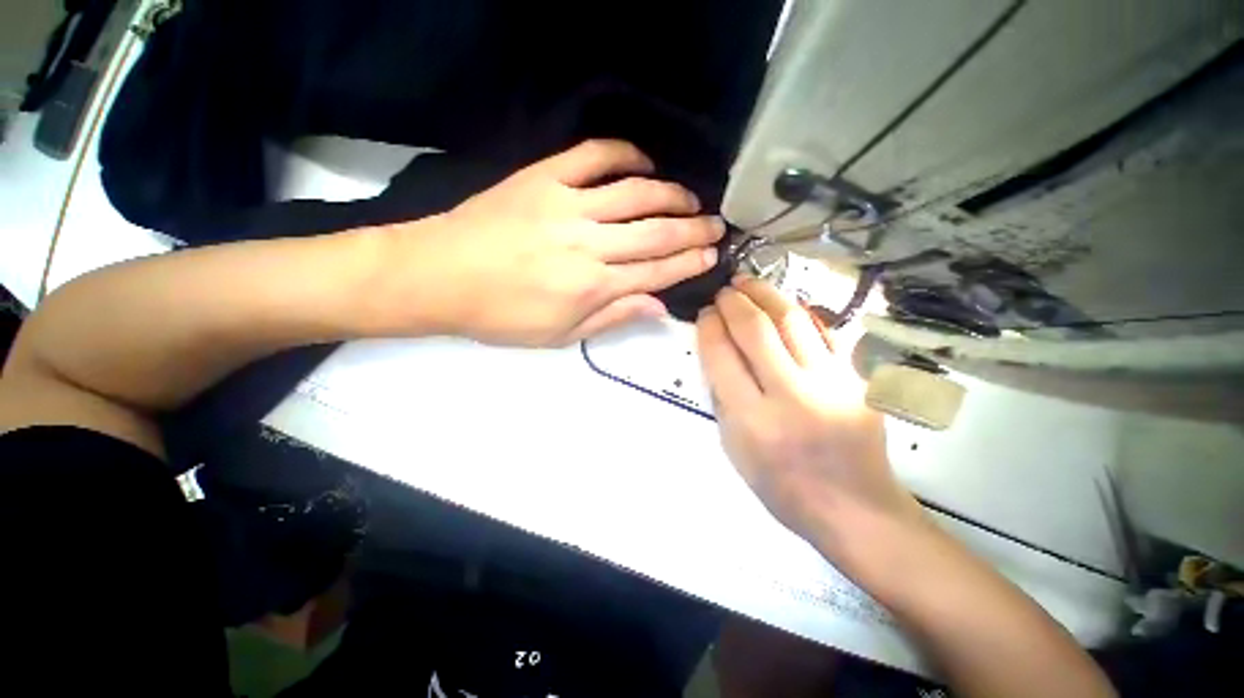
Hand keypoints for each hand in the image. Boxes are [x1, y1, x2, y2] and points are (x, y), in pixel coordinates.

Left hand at [388, 140, 723, 346]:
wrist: (440, 275)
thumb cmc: (501, 316)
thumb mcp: (561, 335)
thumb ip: (612, 318)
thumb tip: (658, 306)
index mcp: (593, 286)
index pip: (656, 271)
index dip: (688, 263)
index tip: (711, 256)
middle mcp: (589, 244)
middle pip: (656, 232)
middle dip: (693, 229)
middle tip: (717, 225)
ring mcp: (568, 204)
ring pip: (636, 193)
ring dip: (671, 195)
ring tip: (690, 199)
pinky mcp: (544, 178)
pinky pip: (593, 156)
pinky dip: (625, 155)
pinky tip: (643, 163)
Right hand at [696, 276, 922, 555]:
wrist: (855, 509)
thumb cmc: (783, 486)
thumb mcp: (734, 449)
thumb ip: (723, 397)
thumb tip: (717, 353)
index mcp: (752, 419)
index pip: (722, 356)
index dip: (709, 327)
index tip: (704, 313)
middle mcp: (791, 395)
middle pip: (756, 330)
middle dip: (734, 301)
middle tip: (724, 291)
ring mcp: (830, 383)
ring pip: (793, 320)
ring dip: (766, 294)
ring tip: (749, 283)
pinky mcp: (856, 380)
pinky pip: (825, 332)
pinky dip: (799, 313)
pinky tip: (784, 304)